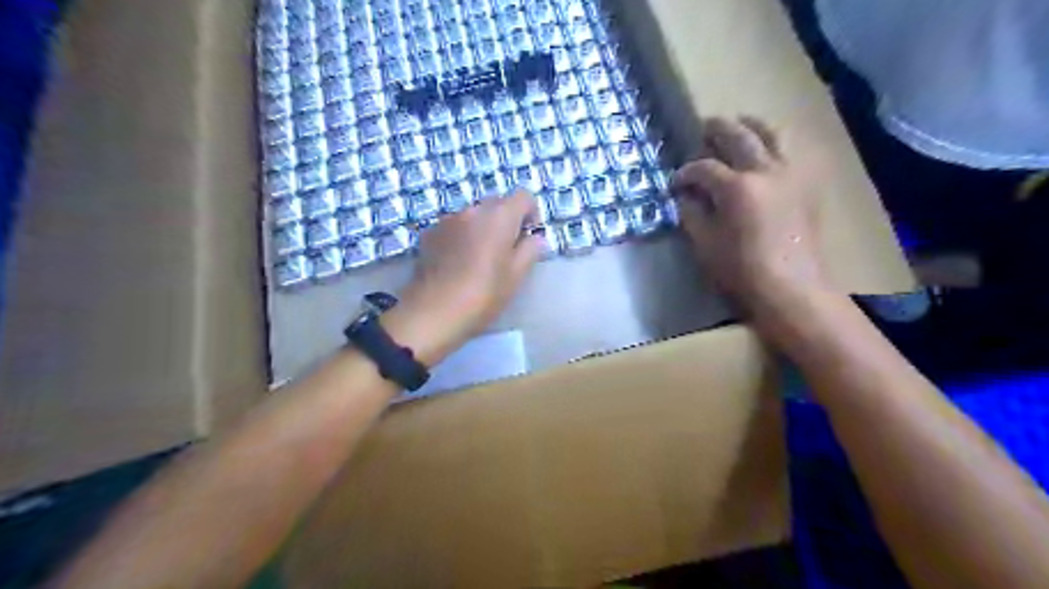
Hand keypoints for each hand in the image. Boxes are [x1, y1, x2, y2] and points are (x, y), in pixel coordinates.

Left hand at [389, 189, 544, 362]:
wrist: (432, 313)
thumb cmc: (483, 295)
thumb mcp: (515, 277)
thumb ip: (530, 251)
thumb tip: (535, 238)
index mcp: (499, 216)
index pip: (524, 196)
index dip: (531, 214)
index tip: (528, 237)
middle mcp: (473, 209)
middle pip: (497, 203)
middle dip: (506, 221)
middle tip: (506, 251)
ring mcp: (448, 220)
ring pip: (474, 215)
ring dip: (482, 229)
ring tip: (479, 259)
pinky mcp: (429, 233)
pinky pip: (454, 227)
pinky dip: (461, 237)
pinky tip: (458, 263)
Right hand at [676, 117, 832, 313]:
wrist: (791, 287)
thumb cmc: (741, 270)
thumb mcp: (706, 244)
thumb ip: (692, 214)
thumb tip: (686, 197)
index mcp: (736, 187)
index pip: (704, 167)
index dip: (686, 172)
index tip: (676, 181)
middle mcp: (765, 171)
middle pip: (739, 135)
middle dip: (718, 129)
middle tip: (704, 130)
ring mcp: (791, 174)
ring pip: (774, 133)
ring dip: (753, 125)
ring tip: (741, 123)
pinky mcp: (807, 185)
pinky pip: (794, 151)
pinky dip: (777, 142)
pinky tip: (769, 150)